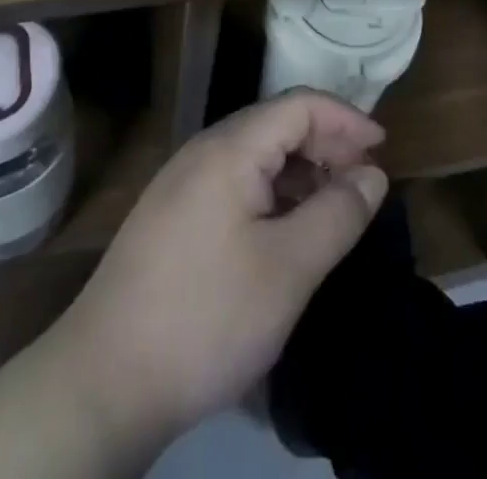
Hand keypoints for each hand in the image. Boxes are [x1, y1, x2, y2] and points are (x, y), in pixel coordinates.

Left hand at [45, 90, 388, 447]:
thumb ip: (337, 214)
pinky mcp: (172, 217)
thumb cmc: (206, 317)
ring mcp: (182, 184)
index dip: (346, 118)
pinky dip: (272, 194)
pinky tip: (286, 231)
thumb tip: (372, 173)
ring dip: (300, 171)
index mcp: (230, 148)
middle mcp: (203, 151)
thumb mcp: (288, 269)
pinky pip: (234, 183)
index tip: (384, 148)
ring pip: (255, 156)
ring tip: (334, 208)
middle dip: (326, 144)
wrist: (102, 382)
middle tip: (365, 181)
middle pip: (277, 125)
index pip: (299, 105)